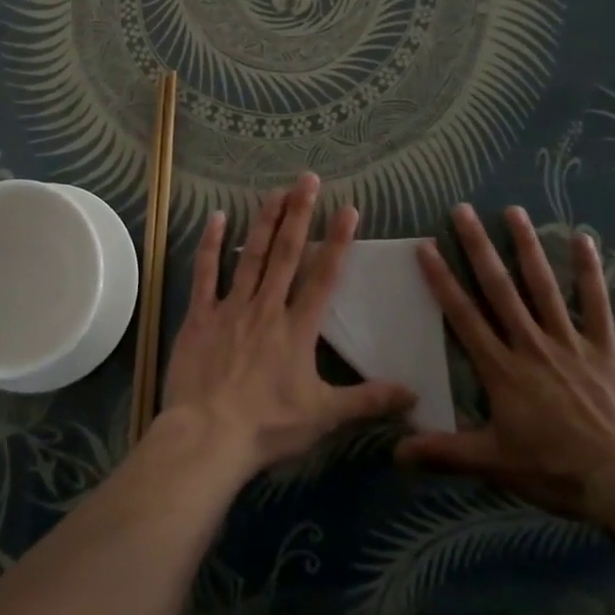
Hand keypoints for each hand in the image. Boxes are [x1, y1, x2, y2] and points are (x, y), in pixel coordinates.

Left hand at [159, 173, 415, 476]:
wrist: (207, 436)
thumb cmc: (267, 426)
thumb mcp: (324, 416)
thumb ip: (367, 400)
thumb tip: (414, 394)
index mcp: (297, 328)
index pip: (324, 276)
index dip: (337, 241)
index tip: (348, 208)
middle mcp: (267, 307)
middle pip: (287, 253)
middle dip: (299, 213)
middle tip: (308, 178)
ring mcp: (231, 307)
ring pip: (252, 255)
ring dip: (265, 221)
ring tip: (275, 190)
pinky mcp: (200, 315)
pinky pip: (206, 273)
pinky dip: (211, 244)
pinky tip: (217, 217)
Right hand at [396, 203, 614, 521]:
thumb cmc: (556, 471)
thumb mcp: (494, 464)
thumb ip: (445, 453)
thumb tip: (395, 453)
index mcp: (502, 368)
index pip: (463, 315)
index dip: (442, 279)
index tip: (426, 245)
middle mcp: (531, 343)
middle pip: (499, 288)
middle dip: (478, 247)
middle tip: (462, 210)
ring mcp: (569, 341)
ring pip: (543, 285)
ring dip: (526, 246)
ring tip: (513, 211)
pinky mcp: (605, 346)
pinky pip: (596, 302)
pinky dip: (590, 270)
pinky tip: (584, 238)